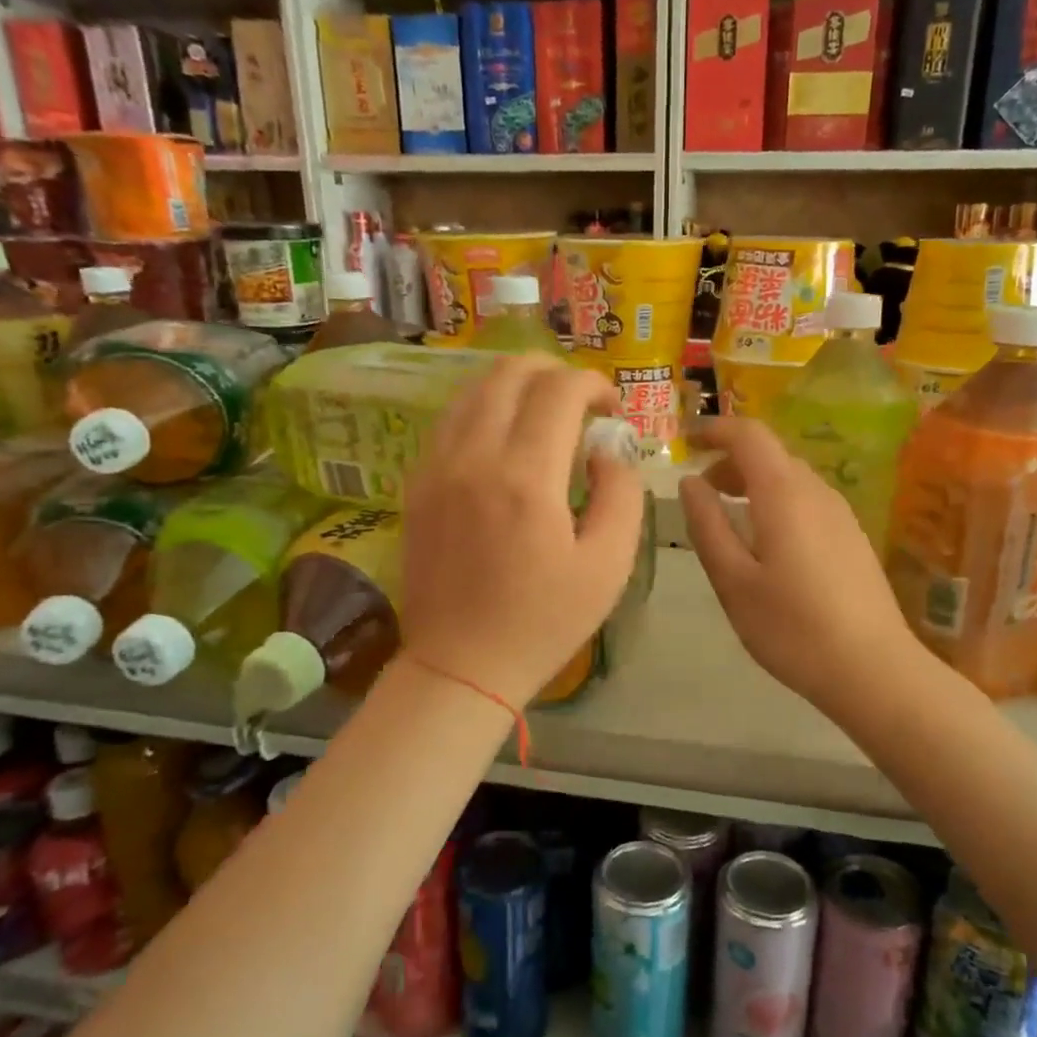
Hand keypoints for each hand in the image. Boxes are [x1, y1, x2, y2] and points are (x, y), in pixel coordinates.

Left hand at [401, 354, 644, 707]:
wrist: (460, 666)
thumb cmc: (543, 622)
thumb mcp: (608, 565)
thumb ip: (620, 493)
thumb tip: (608, 448)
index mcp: (526, 477)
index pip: (559, 391)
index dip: (593, 384)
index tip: (612, 408)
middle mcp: (474, 457)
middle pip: (509, 373)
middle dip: (553, 371)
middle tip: (580, 399)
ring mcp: (436, 467)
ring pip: (472, 390)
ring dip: (514, 385)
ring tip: (543, 410)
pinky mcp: (416, 484)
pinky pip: (448, 421)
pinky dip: (482, 409)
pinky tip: (502, 436)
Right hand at [678, 417, 926, 726]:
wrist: (873, 668)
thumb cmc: (791, 627)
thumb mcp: (733, 580)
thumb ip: (707, 525)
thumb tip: (689, 482)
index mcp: (784, 493)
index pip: (749, 435)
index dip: (715, 429)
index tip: (686, 440)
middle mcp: (817, 492)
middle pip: (771, 454)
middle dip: (730, 461)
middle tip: (700, 491)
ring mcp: (841, 514)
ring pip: (790, 478)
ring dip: (753, 483)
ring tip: (728, 517)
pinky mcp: (853, 537)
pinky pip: (807, 501)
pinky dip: (777, 502)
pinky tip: (767, 543)